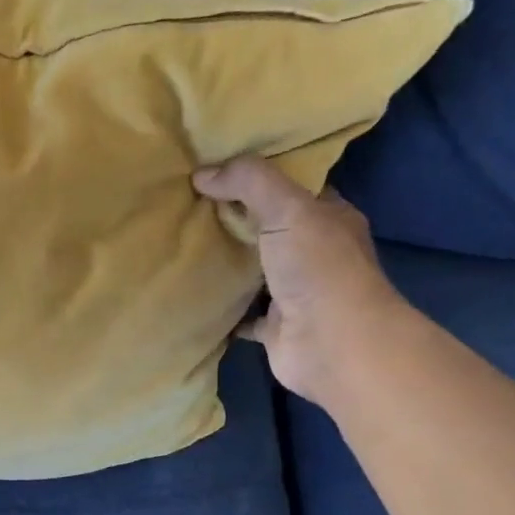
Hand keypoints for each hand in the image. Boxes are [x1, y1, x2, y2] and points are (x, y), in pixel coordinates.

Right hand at [193, 156, 407, 405]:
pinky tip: (190, 295)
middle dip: (234, 219)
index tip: (219, 169)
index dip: (260, 176)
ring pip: (253, 272)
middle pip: (268, 229)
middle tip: (188, 205)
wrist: (332, 344)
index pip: (295, 188)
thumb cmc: (319, 269)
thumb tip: (202, 174)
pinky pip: (240, 314)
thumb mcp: (287, 208)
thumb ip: (249, 182)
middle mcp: (315, 254)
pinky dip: (220, 308)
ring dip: (225, 264)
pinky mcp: (274, 327)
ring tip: (182, 246)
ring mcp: (294, 293)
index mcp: (329, 218)